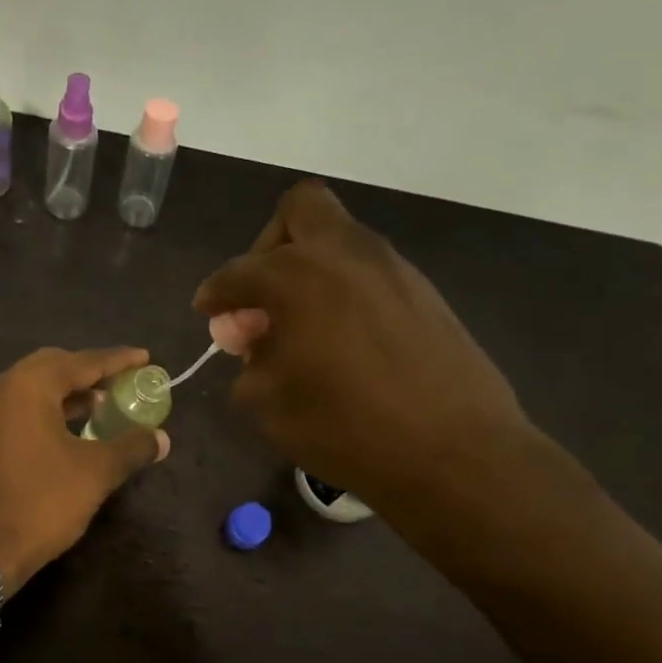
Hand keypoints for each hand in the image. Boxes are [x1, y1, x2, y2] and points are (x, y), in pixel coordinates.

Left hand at [0, 347, 169, 593]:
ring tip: (104, 405)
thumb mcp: (95, 473)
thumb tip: (161, 438)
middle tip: (122, 381)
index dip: (117, 360)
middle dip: (90, 372)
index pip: (82, 362)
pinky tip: (73, 430)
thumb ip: (131, 447)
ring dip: (70, 393)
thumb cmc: (40, 502)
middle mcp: (1, 389)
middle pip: (53, 367)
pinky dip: (50, 411)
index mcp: (28, 386)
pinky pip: (21, 410)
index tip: (145, 358)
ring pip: (34, 390)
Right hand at [193, 179, 540, 522]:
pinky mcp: (423, 291)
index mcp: (296, 277)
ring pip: (339, 240)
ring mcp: (392, 267)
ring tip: (302, 329)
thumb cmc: (346, 429)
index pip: (238, 272)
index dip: (215, 293)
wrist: (453, 451)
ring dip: (310, 270)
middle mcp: (345, 254)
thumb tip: (253, 344)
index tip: (208, 312)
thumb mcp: (270, 407)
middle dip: (268, 247)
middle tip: (263, 297)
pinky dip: (344, 292)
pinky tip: (344, 342)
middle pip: (298, 211)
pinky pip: (368, 272)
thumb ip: (250, 363)